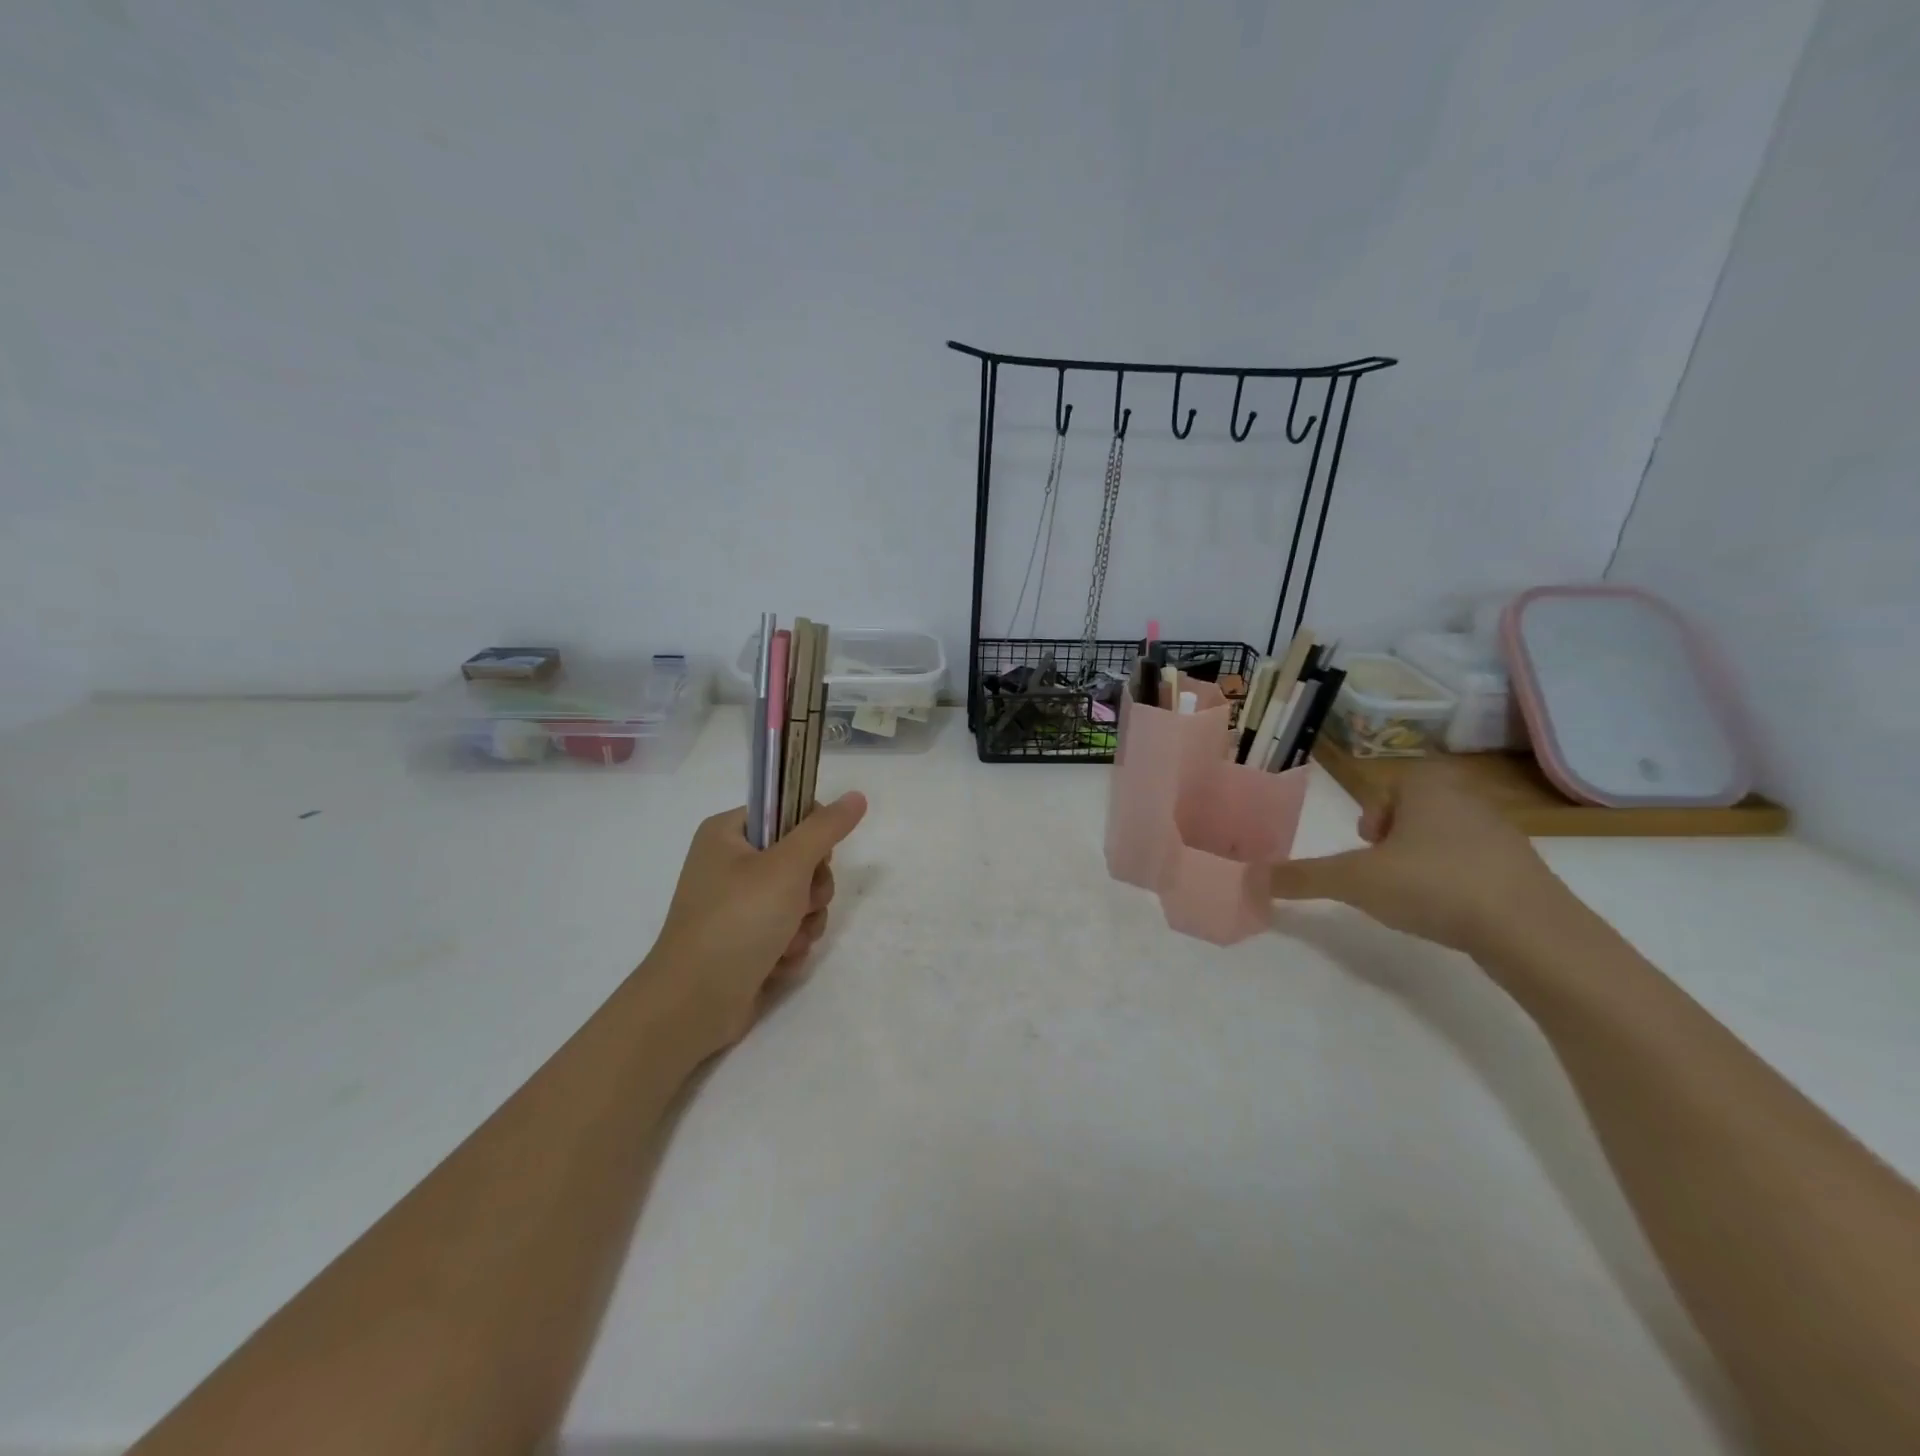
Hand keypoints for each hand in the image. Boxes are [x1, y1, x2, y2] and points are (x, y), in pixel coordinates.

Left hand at [643, 792, 867, 1056]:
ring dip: (804, 924)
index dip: (811, 835)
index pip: (787, 813)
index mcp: (727, 834)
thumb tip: (857, 795)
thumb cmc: (737, 921)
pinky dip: (789, 948)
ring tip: (785, 943)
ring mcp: (737, 906)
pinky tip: (776, 965)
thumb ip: (825, 829)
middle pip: (801, 860)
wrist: (693, 1005)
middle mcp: (729, 865)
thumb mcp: (787, 866)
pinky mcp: (745, 942)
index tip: (817, 858)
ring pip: (800, 900)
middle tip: (800, 906)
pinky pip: (787, 932)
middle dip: (811, 891)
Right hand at [1270, 766, 1572, 957]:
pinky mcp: (1525, 872)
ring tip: (1415, 897)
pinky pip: (1475, 867)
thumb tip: (1250, 879)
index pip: (1390, 786)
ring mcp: (1503, 835)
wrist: (1532, 932)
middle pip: (1415, 812)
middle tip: (1383, 872)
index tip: (1366, 847)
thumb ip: (1303, 877)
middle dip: (1394, 841)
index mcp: (1428, 786)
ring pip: (1444, 839)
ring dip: (1422, 863)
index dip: (1371, 816)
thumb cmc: (1434, 885)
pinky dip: (1456, 884)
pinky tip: (1452, 914)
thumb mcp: (1354, 881)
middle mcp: (1468, 799)